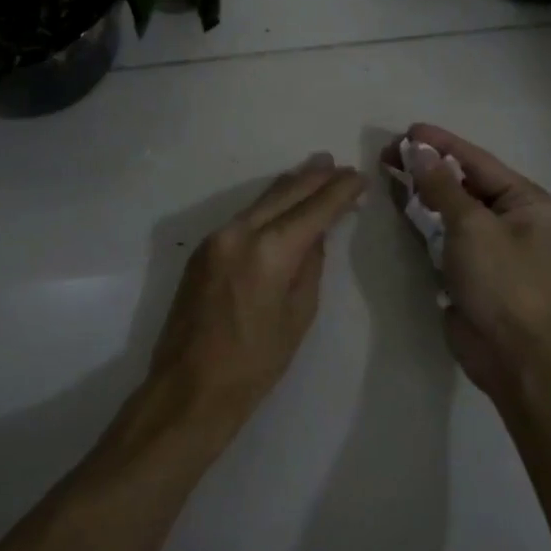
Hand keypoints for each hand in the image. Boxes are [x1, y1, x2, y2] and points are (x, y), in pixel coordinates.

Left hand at [145, 153, 365, 436]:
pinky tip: (282, 202)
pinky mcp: (203, 250)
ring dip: (290, 185)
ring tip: (316, 170)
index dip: (340, 191)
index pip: (313, 209)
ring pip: (261, 200)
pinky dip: (268, 205)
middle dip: (315, 178)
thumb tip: (315, 235)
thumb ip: (310, 266)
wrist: (191, 386)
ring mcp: (215, 239)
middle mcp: (239, 233)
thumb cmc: (256, 362)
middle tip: (338, 164)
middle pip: (284, 193)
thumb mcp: (299, 315)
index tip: (360, 177)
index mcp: (269, 251)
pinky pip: (244, 216)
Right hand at [384, 125, 550, 404]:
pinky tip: (402, 203)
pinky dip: (425, 218)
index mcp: (528, 202)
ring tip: (390, 169)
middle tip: (390, 151)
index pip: (479, 162)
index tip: (410, 129)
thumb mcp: (471, 226)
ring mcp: (491, 244)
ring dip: (424, 189)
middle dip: (429, 166)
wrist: (510, 353)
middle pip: (465, 182)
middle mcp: (513, 218)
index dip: (443, 144)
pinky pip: (446, 233)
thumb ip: (443, 187)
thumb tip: (419, 152)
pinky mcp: (471, 267)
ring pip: (453, 207)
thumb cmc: (500, 282)